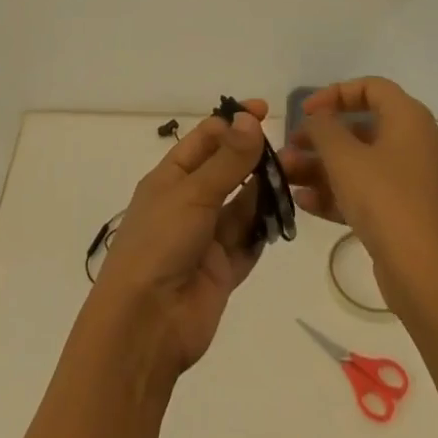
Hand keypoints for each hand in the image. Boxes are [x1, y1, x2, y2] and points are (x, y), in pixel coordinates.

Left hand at [87, 99, 270, 381]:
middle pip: (226, 171)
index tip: (265, 112)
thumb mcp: (193, 192)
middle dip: (253, 159)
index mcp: (170, 177)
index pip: (206, 138)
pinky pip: (247, 243)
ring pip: (241, 206)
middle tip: (288, 151)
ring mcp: (205, 237)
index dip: (233, 123)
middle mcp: (188, 202)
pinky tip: (282, 217)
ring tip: (292, 180)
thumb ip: (228, 159)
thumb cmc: (160, 243)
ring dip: (263, 193)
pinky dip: (263, 231)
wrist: (145, 325)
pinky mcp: (222, 270)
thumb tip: (251, 118)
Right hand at [280, 78, 437, 314]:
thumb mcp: (345, 158)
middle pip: (362, 127)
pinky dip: (339, 193)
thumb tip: (318, 118)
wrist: (428, 279)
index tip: (306, 111)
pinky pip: (369, 192)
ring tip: (287, 177)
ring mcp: (413, 182)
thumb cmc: (386, 202)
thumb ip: (324, 128)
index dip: (335, 93)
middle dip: (321, 138)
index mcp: (409, 119)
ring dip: (322, 167)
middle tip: (291, 147)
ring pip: (361, 163)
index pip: (371, 88)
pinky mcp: (407, 215)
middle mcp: (416, 144)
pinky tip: (304, 203)